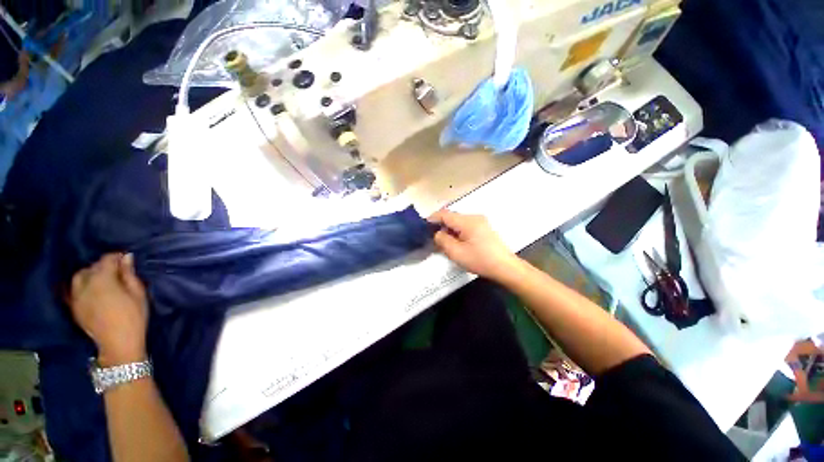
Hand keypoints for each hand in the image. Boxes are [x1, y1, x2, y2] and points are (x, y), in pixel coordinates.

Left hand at [69, 253, 148, 365]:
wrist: (117, 344)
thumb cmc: (133, 316)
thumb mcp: (138, 293)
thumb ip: (129, 274)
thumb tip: (126, 257)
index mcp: (102, 279)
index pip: (107, 259)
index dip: (117, 257)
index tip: (126, 260)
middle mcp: (85, 284)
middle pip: (91, 267)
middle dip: (103, 266)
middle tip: (116, 272)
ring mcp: (76, 297)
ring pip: (79, 277)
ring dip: (90, 275)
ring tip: (102, 281)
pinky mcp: (74, 307)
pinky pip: (75, 289)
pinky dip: (83, 286)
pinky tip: (93, 291)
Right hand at [429, 210, 522, 281]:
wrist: (506, 267)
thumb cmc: (480, 260)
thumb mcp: (456, 253)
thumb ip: (443, 240)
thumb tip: (437, 233)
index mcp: (467, 221)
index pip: (445, 214)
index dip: (432, 218)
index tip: (423, 226)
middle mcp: (474, 217)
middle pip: (452, 217)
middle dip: (441, 225)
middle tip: (432, 236)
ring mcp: (481, 222)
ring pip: (459, 221)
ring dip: (449, 229)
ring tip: (443, 241)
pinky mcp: (484, 228)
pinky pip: (466, 225)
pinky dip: (457, 231)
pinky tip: (456, 241)